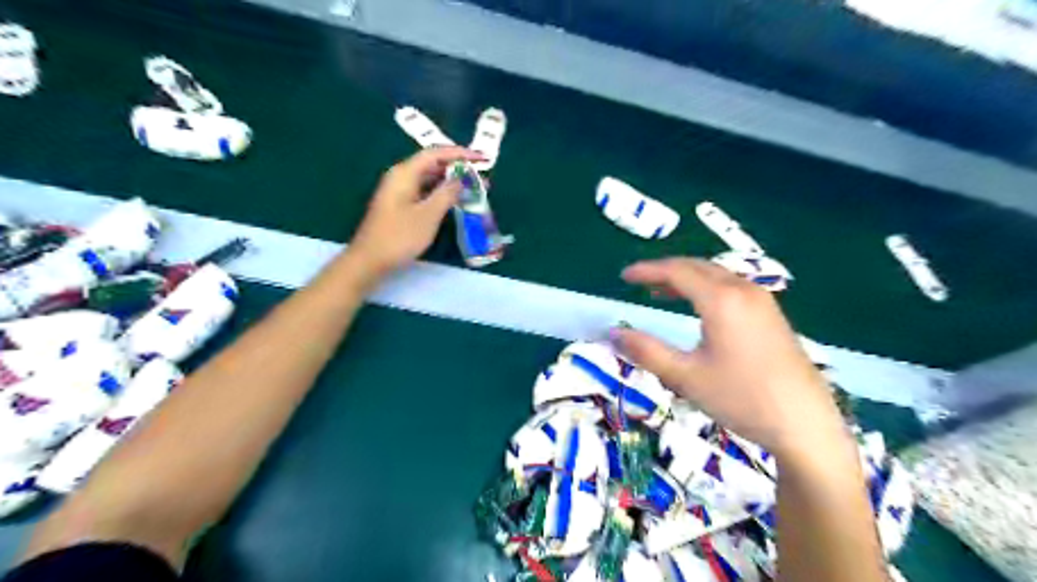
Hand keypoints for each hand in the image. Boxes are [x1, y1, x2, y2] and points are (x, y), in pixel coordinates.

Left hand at [345, 148, 480, 278]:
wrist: (370, 260)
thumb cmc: (400, 236)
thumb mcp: (429, 215)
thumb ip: (447, 193)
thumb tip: (460, 178)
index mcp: (405, 173)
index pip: (436, 153)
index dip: (460, 154)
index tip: (482, 158)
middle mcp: (401, 176)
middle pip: (433, 164)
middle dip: (458, 168)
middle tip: (482, 177)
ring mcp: (399, 191)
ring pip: (430, 179)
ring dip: (451, 182)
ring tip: (474, 189)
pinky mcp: (400, 205)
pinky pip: (425, 191)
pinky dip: (441, 193)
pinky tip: (455, 201)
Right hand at [610, 259, 846, 459]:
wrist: (805, 424)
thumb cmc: (741, 398)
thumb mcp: (686, 377)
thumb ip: (646, 351)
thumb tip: (612, 333)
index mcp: (721, 299)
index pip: (676, 271)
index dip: (647, 271)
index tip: (624, 276)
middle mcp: (743, 290)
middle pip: (697, 267)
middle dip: (665, 271)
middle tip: (639, 282)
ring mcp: (762, 301)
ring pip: (716, 276)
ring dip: (686, 279)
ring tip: (661, 292)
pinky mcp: (771, 316)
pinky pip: (731, 287)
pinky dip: (706, 288)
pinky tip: (699, 309)